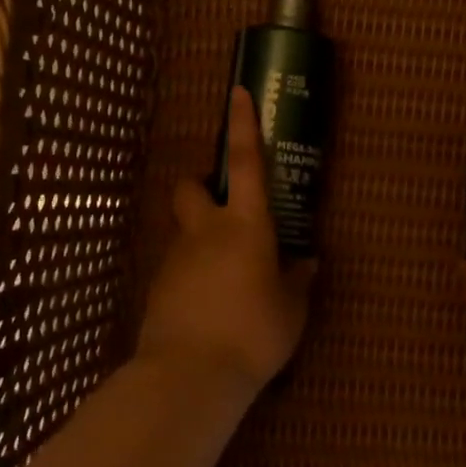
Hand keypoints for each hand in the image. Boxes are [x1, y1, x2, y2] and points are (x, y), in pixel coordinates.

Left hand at [138, 87, 316, 394]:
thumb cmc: (253, 332)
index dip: (243, 124)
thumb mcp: (291, 310)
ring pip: (184, 229)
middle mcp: (206, 231)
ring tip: (227, 277)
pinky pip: (177, 266)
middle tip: (224, 207)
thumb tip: (307, 263)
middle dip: (202, 185)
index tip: (238, 92)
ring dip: (201, 237)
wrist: (190, 374)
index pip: (246, 162)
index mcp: (245, 226)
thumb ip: (298, 281)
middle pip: (190, 186)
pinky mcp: (158, 286)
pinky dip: (193, 273)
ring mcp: (176, 258)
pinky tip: (209, 305)